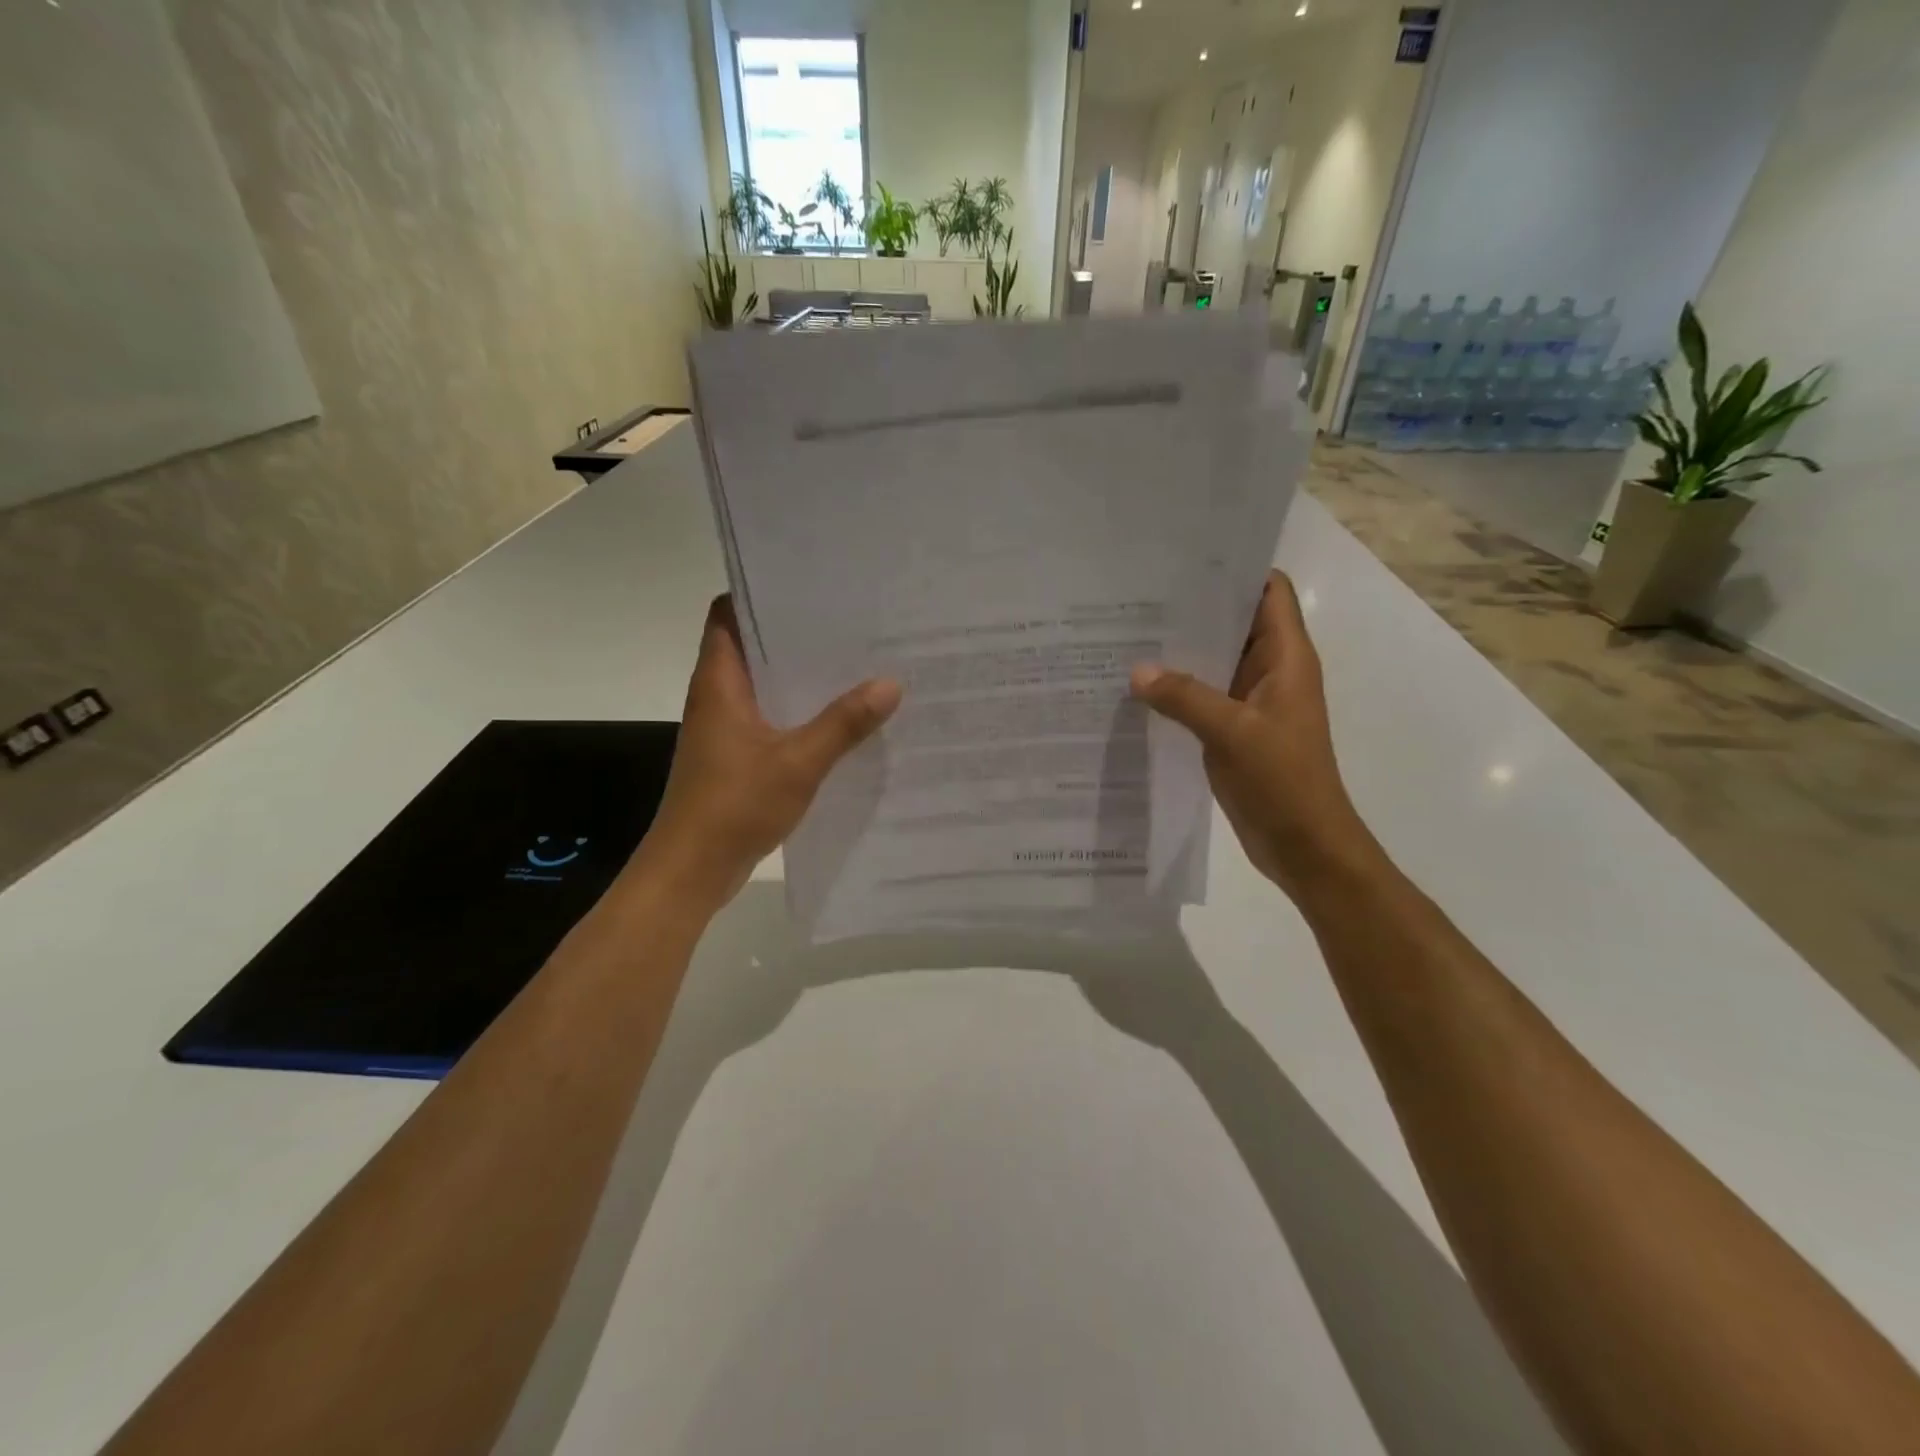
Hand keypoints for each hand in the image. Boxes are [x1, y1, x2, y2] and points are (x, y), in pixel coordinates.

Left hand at [635, 596, 900, 908]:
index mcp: (720, 683)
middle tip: (851, 624)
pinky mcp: (734, 757)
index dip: (760, 595)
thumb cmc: (734, 805)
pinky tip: (840, 720)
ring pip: (765, 686)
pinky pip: (770, 720)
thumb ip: (844, 723)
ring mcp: (725, 729)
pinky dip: (799, 714)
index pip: (728, 615)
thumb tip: (890, 683)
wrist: (691, 870)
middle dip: (796, 636)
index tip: (808, 586)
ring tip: (855, 664)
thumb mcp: (798, 762)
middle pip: (753, 647)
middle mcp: (717, 697)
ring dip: (801, 678)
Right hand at [1131, 571, 1377, 896]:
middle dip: (1192, 609)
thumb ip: (1184, 697)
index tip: (1183, 560)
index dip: (1234, 570)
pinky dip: (1175, 688)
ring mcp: (1250, 701)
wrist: (1304, 844)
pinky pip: (1202, 696)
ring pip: (1213, 661)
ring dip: (1179, 651)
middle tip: (1136, 596)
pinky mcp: (1233, 729)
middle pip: (1233, 623)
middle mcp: (1270, 671)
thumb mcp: (1233, 732)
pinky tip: (1137, 686)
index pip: (1268, 592)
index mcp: (1286, 658)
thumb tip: (1136, 670)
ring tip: (1126, 633)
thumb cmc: (1284, 780)